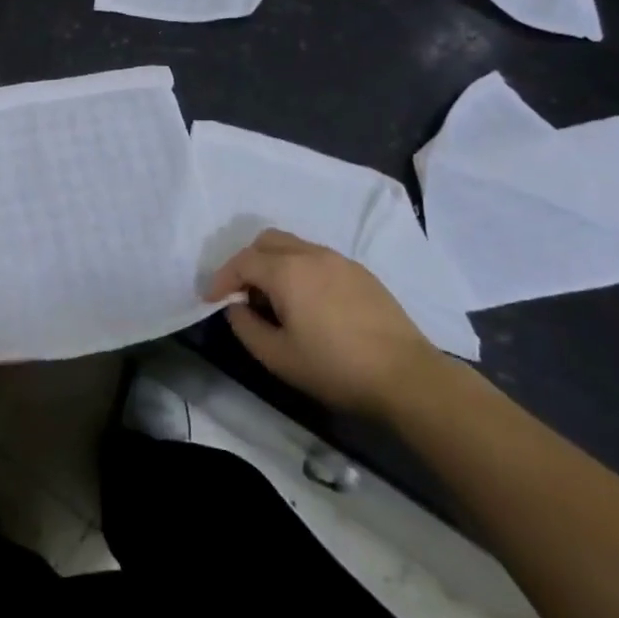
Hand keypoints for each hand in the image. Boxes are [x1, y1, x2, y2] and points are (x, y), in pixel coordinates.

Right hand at [206, 229, 441, 416]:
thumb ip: (246, 327)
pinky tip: (308, 302)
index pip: (242, 262)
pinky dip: (300, 269)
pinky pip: (317, 258)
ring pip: (294, 246)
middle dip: (247, 263)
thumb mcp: (278, 357)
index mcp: (287, 271)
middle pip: (266, 241)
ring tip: (275, 299)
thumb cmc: (335, 367)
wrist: (406, 376)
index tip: (212, 300)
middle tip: (243, 293)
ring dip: (274, 264)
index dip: (222, 279)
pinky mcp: (360, 272)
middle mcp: (310, 254)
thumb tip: (236, 307)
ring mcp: (339, 260)